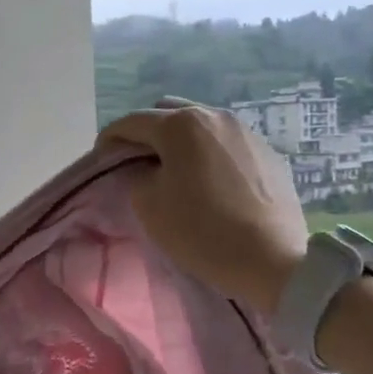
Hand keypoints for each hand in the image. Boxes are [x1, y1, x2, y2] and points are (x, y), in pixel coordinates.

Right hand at [98, 98, 307, 308]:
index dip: (110, 138)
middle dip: (147, 133)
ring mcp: (247, 132)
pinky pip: (226, 144)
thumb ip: (137, 176)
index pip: (132, 121)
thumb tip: (146, 169)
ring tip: (174, 170)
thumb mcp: (149, 205)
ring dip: (180, 142)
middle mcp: (215, 116)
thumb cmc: (202, 230)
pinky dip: (209, 154)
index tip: (100, 157)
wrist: (272, 260)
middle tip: (136, 162)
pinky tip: (209, 182)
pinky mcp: (269, 153)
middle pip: (169, 113)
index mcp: (181, 125)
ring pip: (201, 126)